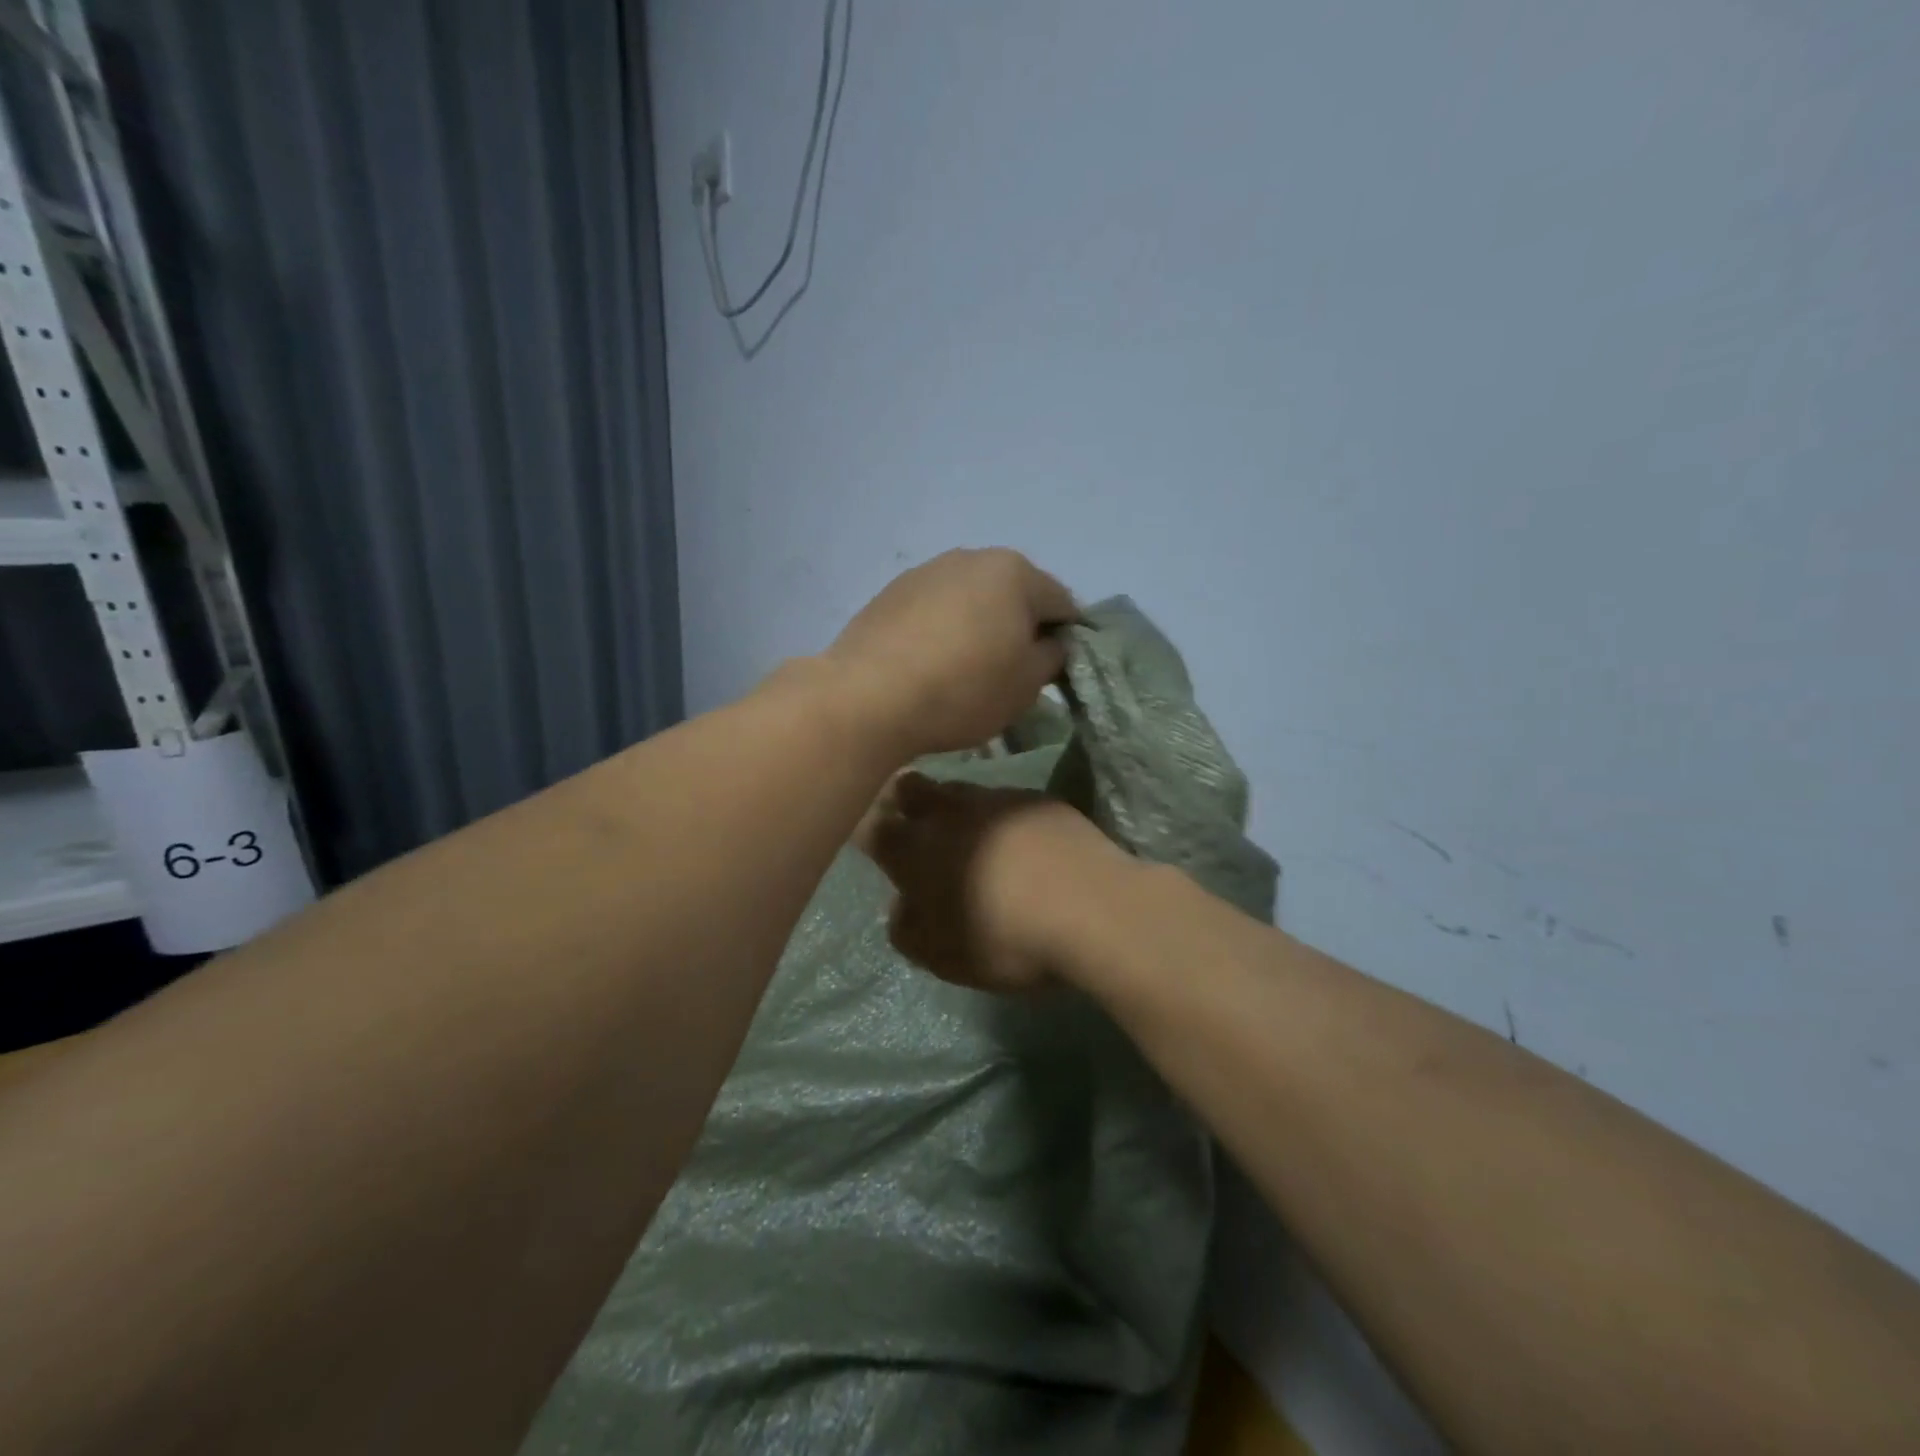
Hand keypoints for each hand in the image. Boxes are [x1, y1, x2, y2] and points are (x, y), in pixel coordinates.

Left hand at [824, 549, 1076, 761]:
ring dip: (978, 625)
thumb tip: (1050, 642)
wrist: (869, 697)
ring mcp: (925, 571)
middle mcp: (971, 557)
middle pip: (1013, 593)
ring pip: (970, 599)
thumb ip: (1052, 656)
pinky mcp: (890, 593)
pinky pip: (933, 609)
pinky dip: (942, 629)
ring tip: (964, 669)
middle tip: (1009, 671)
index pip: (1062, 602)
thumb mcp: (1026, 685)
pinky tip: (930, 664)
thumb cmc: (963, 690)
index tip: (1054, 671)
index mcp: (1014, 572)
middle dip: (1019, 626)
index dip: (1066, 638)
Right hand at [856, 772, 1131, 991]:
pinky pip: (1004, 799)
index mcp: (915, 849)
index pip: (871, 827)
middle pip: (909, 788)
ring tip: (969, 834)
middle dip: (903, 802)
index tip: (873, 845)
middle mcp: (949, 812)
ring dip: (953, 806)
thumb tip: (903, 906)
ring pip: (958, 789)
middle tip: (914, 827)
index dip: (867, 832)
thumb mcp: (941, 955)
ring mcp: (996, 799)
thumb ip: (908, 929)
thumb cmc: (1004, 939)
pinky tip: (1019, 840)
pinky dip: (1000, 815)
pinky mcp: (1038, 799)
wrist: (1093, 909)